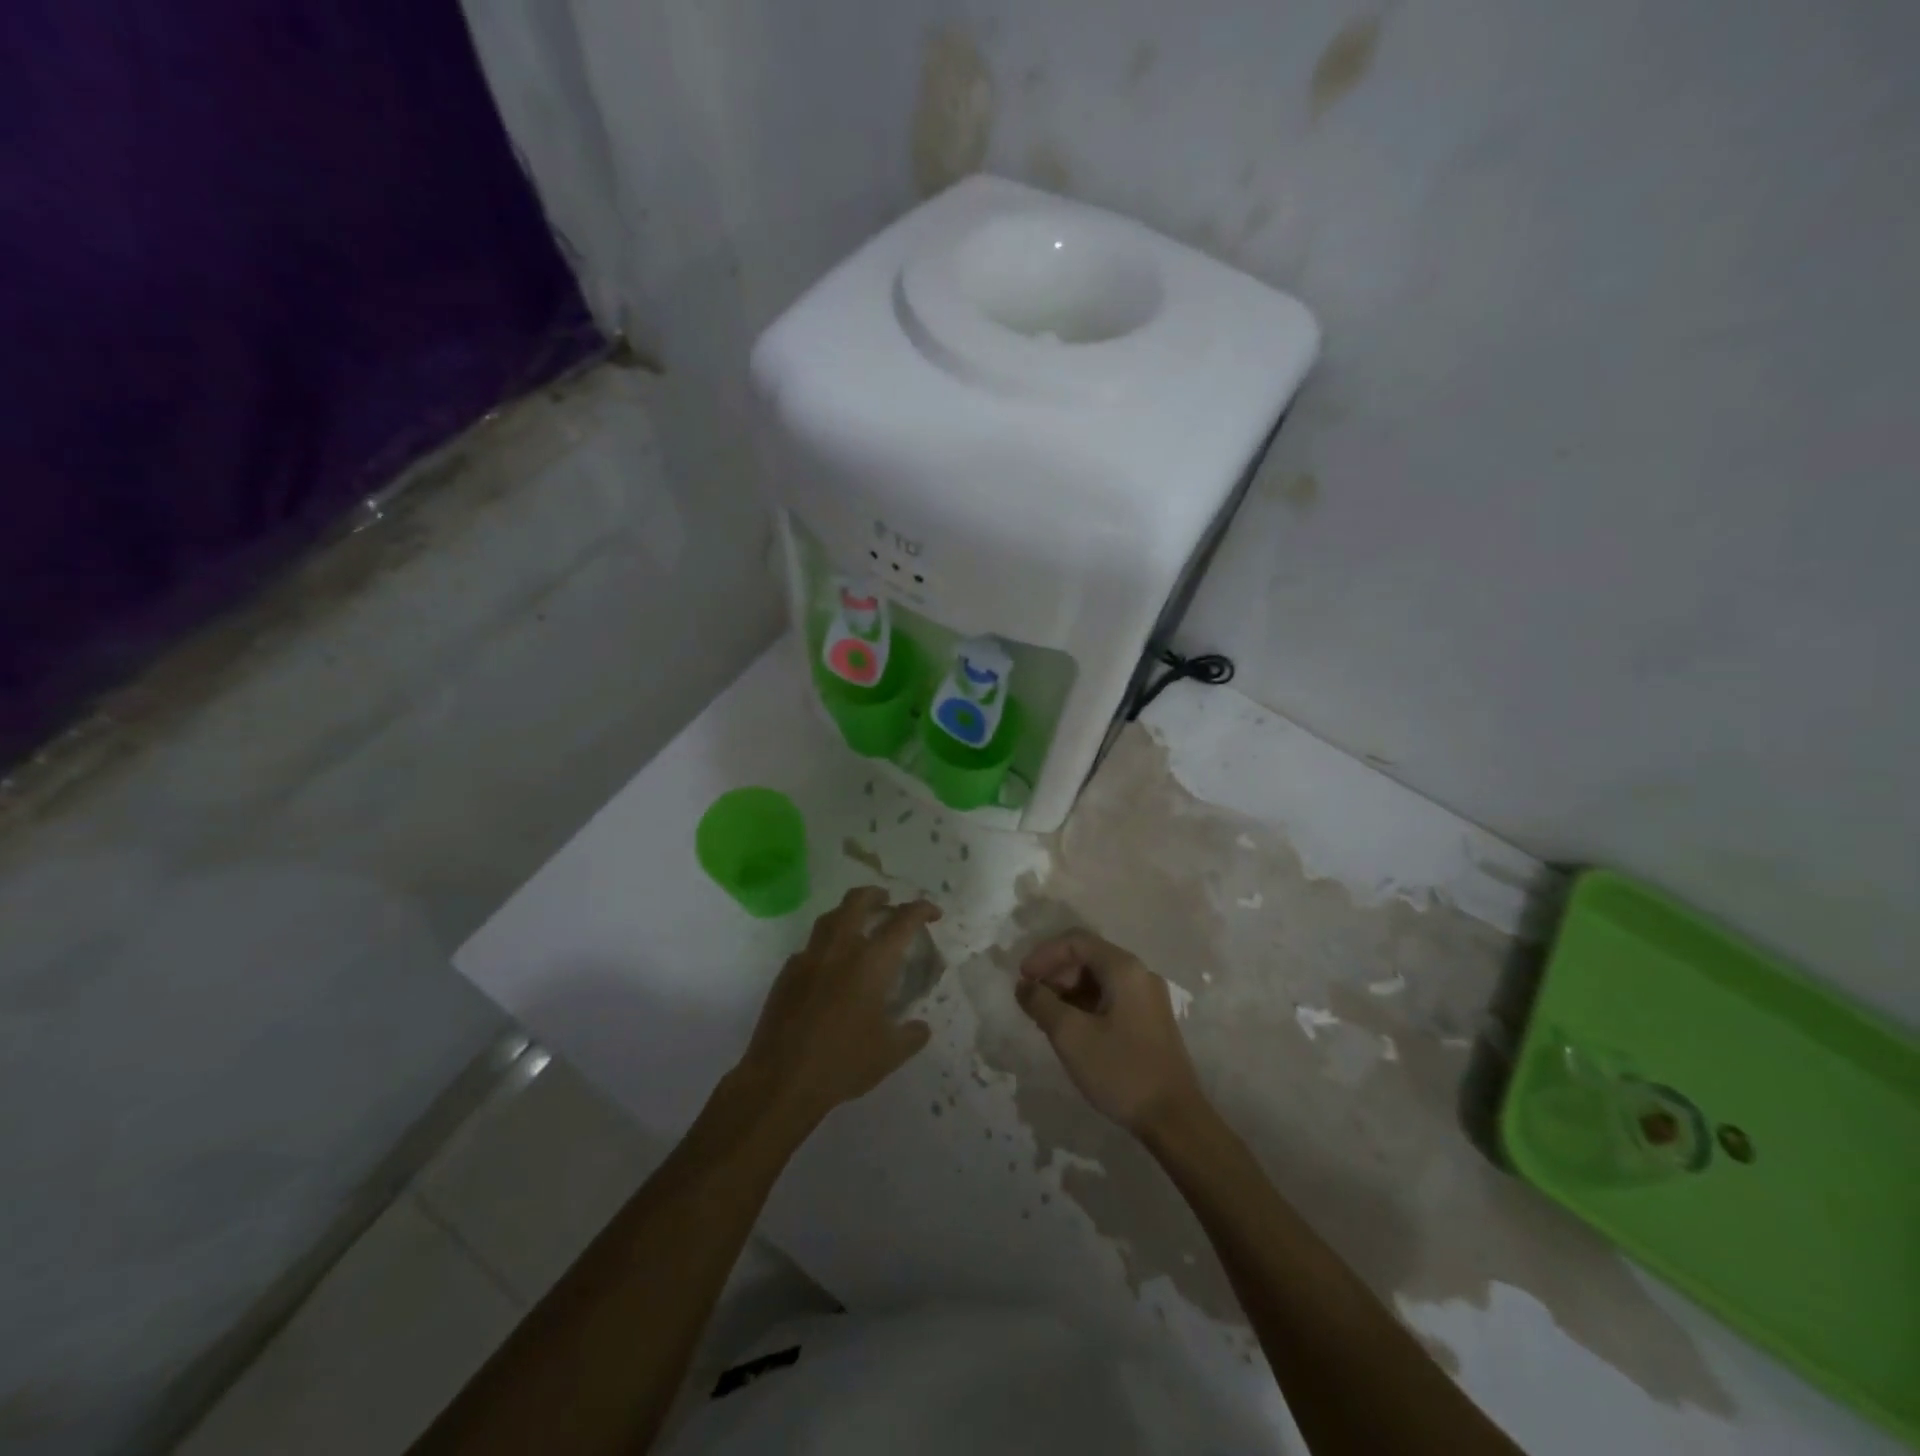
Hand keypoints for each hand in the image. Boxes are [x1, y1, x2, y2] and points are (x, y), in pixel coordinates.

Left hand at [738, 887, 939, 1132]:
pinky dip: (825, 946)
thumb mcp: (889, 1054)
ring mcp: (808, 958)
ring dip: (847, 913)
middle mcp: (840, 949)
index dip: (921, 910)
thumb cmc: (843, 1063)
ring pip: (829, 918)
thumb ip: (911, 1035)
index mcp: (871, 962)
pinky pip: (809, 947)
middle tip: (887, 901)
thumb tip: (920, 1027)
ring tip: (858, 925)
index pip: (902, 921)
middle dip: (876, 895)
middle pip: (857, 901)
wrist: (780, 1080)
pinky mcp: (786, 974)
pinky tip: (829, 966)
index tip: (932, 913)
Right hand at [1015, 930, 1205, 1134]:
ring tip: (1046, 1019)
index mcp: (1124, 969)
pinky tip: (1071, 1031)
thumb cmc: (1121, 1071)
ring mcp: (1148, 998)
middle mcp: (1139, 974)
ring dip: (1068, 992)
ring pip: (1099, 980)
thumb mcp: (1070, 1036)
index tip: (1021, 979)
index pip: (1076, 941)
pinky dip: (1085, 1006)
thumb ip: (1041, 1003)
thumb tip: (1024, 986)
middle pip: (1088, 957)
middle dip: (1055, 974)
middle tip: (1033, 1002)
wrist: (1175, 1120)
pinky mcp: (1150, 1021)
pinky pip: (1110, 998)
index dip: (1044, 954)